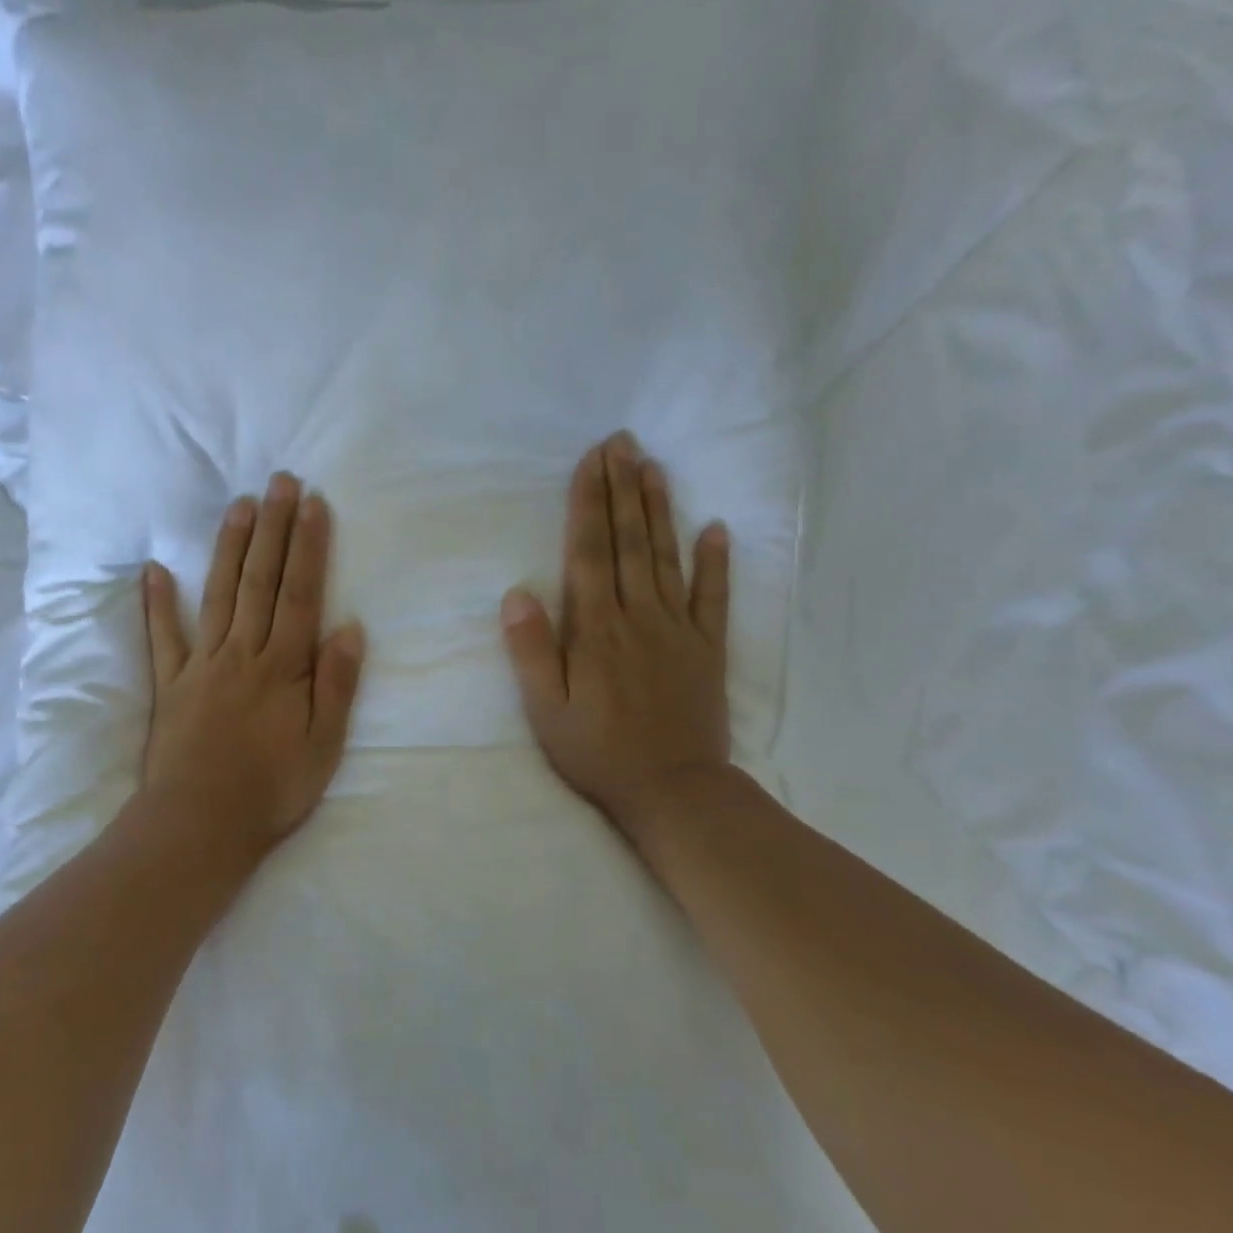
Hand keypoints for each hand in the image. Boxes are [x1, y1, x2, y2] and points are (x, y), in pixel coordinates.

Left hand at [141, 472, 365, 858]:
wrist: (199, 825)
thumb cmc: (271, 790)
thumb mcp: (324, 745)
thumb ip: (336, 683)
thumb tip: (349, 626)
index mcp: (283, 666)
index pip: (301, 593)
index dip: (309, 546)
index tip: (313, 504)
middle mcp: (242, 653)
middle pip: (261, 581)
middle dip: (273, 529)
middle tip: (279, 481)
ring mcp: (201, 664)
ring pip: (218, 595)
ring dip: (229, 548)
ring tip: (239, 506)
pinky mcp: (170, 684)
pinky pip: (163, 637)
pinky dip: (157, 603)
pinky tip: (154, 570)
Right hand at [500, 433, 731, 849]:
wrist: (673, 790)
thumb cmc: (597, 751)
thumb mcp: (545, 710)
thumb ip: (531, 650)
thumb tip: (517, 592)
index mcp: (595, 628)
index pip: (590, 552)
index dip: (589, 503)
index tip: (591, 461)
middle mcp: (638, 616)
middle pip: (629, 541)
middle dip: (622, 488)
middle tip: (621, 443)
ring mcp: (678, 629)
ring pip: (666, 557)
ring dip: (659, 509)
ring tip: (653, 466)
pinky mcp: (708, 648)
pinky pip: (714, 597)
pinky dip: (716, 562)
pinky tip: (715, 528)